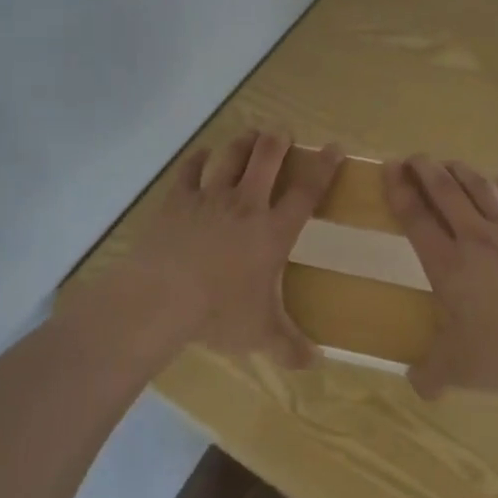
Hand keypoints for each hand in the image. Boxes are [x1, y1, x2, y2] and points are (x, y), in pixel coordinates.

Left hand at [126, 129, 342, 368]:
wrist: (163, 296)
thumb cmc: (219, 312)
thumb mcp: (260, 334)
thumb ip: (290, 347)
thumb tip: (315, 365)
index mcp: (272, 231)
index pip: (306, 192)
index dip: (324, 167)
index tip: (334, 148)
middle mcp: (246, 204)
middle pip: (267, 158)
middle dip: (279, 141)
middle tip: (283, 132)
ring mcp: (210, 197)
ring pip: (231, 156)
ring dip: (243, 142)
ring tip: (250, 134)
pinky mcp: (178, 199)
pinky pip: (190, 170)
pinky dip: (197, 159)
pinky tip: (201, 155)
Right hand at [384, 155, 497, 399]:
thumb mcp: (461, 371)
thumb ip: (431, 375)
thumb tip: (413, 382)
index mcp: (448, 264)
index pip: (415, 217)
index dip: (398, 190)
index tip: (388, 168)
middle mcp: (476, 238)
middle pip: (445, 191)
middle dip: (425, 169)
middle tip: (412, 158)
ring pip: (480, 188)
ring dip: (461, 171)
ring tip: (448, 163)